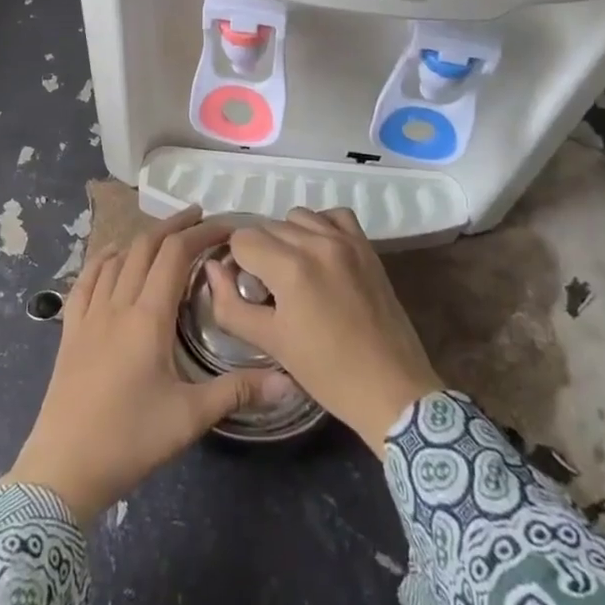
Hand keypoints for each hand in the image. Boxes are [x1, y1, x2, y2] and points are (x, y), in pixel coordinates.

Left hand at [4, 207, 296, 521]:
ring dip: (142, 239)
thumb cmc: (130, 440)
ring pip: (116, 258)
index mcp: (148, 317)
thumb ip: (238, 391)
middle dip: (174, 226)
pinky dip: (104, 259)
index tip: (226, 227)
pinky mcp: (70, 330)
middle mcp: (117, 304)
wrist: (63, 469)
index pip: (175, 255)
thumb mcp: (190, 417)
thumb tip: (290, 382)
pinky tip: (112, 258)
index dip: (201, 233)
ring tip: (165, 236)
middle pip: (145, 246)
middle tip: (200, 218)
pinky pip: (86, 280)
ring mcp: (89, 314)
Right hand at [206, 208, 442, 452]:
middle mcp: (316, 242)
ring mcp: (345, 240)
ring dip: (287, 238)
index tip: (247, 290)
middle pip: (267, 227)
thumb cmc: (326, 372)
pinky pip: (333, 215)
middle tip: (269, 290)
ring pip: (297, 217)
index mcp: (290, 267)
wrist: (391, 389)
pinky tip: (320, 254)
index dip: (236, 264)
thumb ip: (230, 304)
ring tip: (295, 272)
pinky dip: (320, 226)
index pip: (242, 239)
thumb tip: (213, 269)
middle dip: (259, 253)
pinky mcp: (366, 246)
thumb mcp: (270, 343)